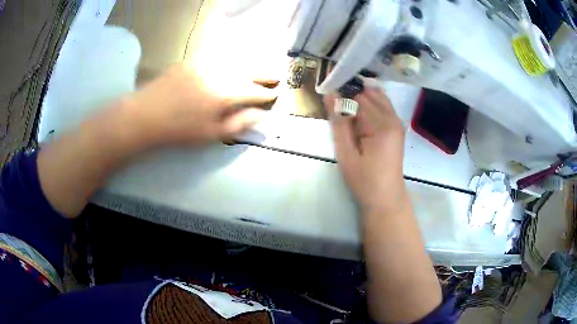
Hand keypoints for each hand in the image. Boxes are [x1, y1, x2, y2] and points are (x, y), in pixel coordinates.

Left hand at [118, 62, 277, 149]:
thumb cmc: (180, 130)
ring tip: (260, 67)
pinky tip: (234, 59)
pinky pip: (218, 54)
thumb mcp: (211, 134)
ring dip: (251, 63)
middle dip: (264, 74)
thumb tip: (260, 115)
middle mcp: (221, 73)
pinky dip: (231, 56)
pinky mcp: (194, 59)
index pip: (254, 92)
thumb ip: (239, 124)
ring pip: (236, 60)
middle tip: (276, 76)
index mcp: (226, 94)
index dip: (267, 94)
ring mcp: (206, 63)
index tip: (276, 94)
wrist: (148, 114)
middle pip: (249, 71)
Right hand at [324, 88, 405, 211]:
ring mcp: (397, 122)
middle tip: (338, 113)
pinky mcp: (396, 127)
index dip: (342, 95)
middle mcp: (393, 118)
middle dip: (351, 96)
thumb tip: (331, 94)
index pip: (359, 96)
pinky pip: (382, 107)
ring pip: (376, 97)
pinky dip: (369, 107)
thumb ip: (339, 122)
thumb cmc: (364, 180)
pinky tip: (359, 120)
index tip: (330, 102)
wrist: (386, 198)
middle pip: (369, 93)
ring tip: (347, 116)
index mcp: (382, 125)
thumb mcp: (346, 153)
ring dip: (360, 101)